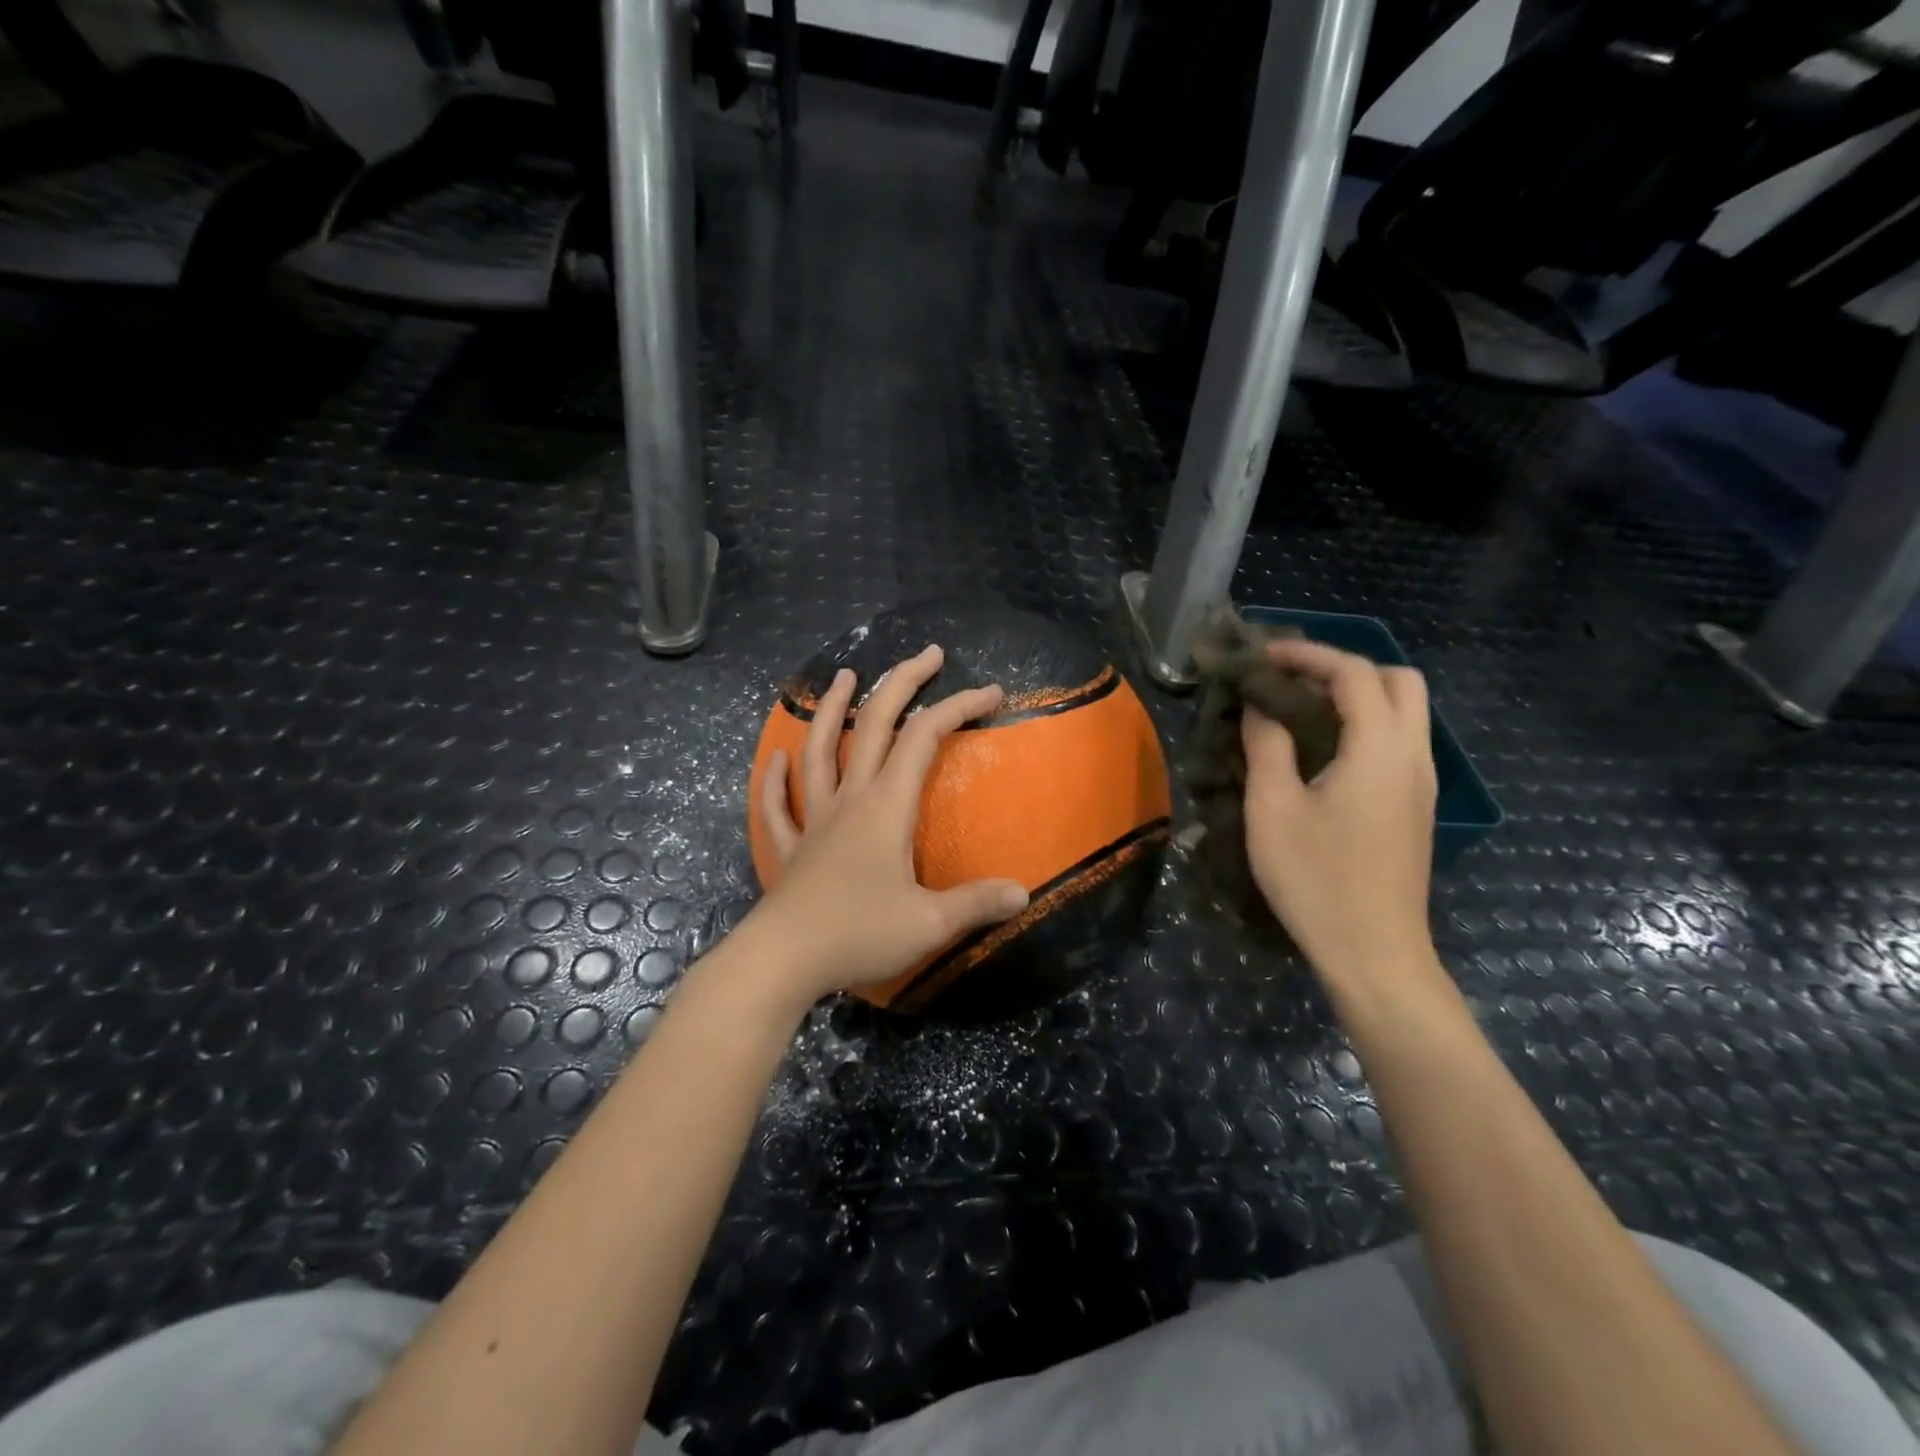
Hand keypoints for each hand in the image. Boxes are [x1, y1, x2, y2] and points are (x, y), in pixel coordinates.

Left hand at [748, 645, 1029, 1005]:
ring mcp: (814, 820)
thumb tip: (1022, 893)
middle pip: (874, 725)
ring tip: (843, 676)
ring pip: (820, 751)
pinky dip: (776, 779)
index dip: (960, 707)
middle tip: (928, 653)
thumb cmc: (858, 934)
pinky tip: (777, 759)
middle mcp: (850, 800)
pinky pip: (779, 806)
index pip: (925, 738)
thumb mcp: (930, 924)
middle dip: (903, 683)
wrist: (782, 961)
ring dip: (831, 709)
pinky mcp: (791, 849)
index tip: (992, 693)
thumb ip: (977, 903)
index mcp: (886, 806)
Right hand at [1241, 639, 1438, 990]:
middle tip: (1292, 680)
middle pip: (1398, 680)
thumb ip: (1267, 745)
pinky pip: (1398, 742)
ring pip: (1404, 712)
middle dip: (1345, 667)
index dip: (1307, 654)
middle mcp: (1413, 755)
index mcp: (1380, 748)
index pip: (1354, 672)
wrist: (1374, 953)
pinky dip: (1364, 725)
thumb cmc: (1316, 878)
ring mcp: (1421, 783)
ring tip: (1299, 710)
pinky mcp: (1415, 807)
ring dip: (1357, 695)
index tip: (1262, 657)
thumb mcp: (1273, 807)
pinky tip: (1321, 751)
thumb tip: (1261, 706)